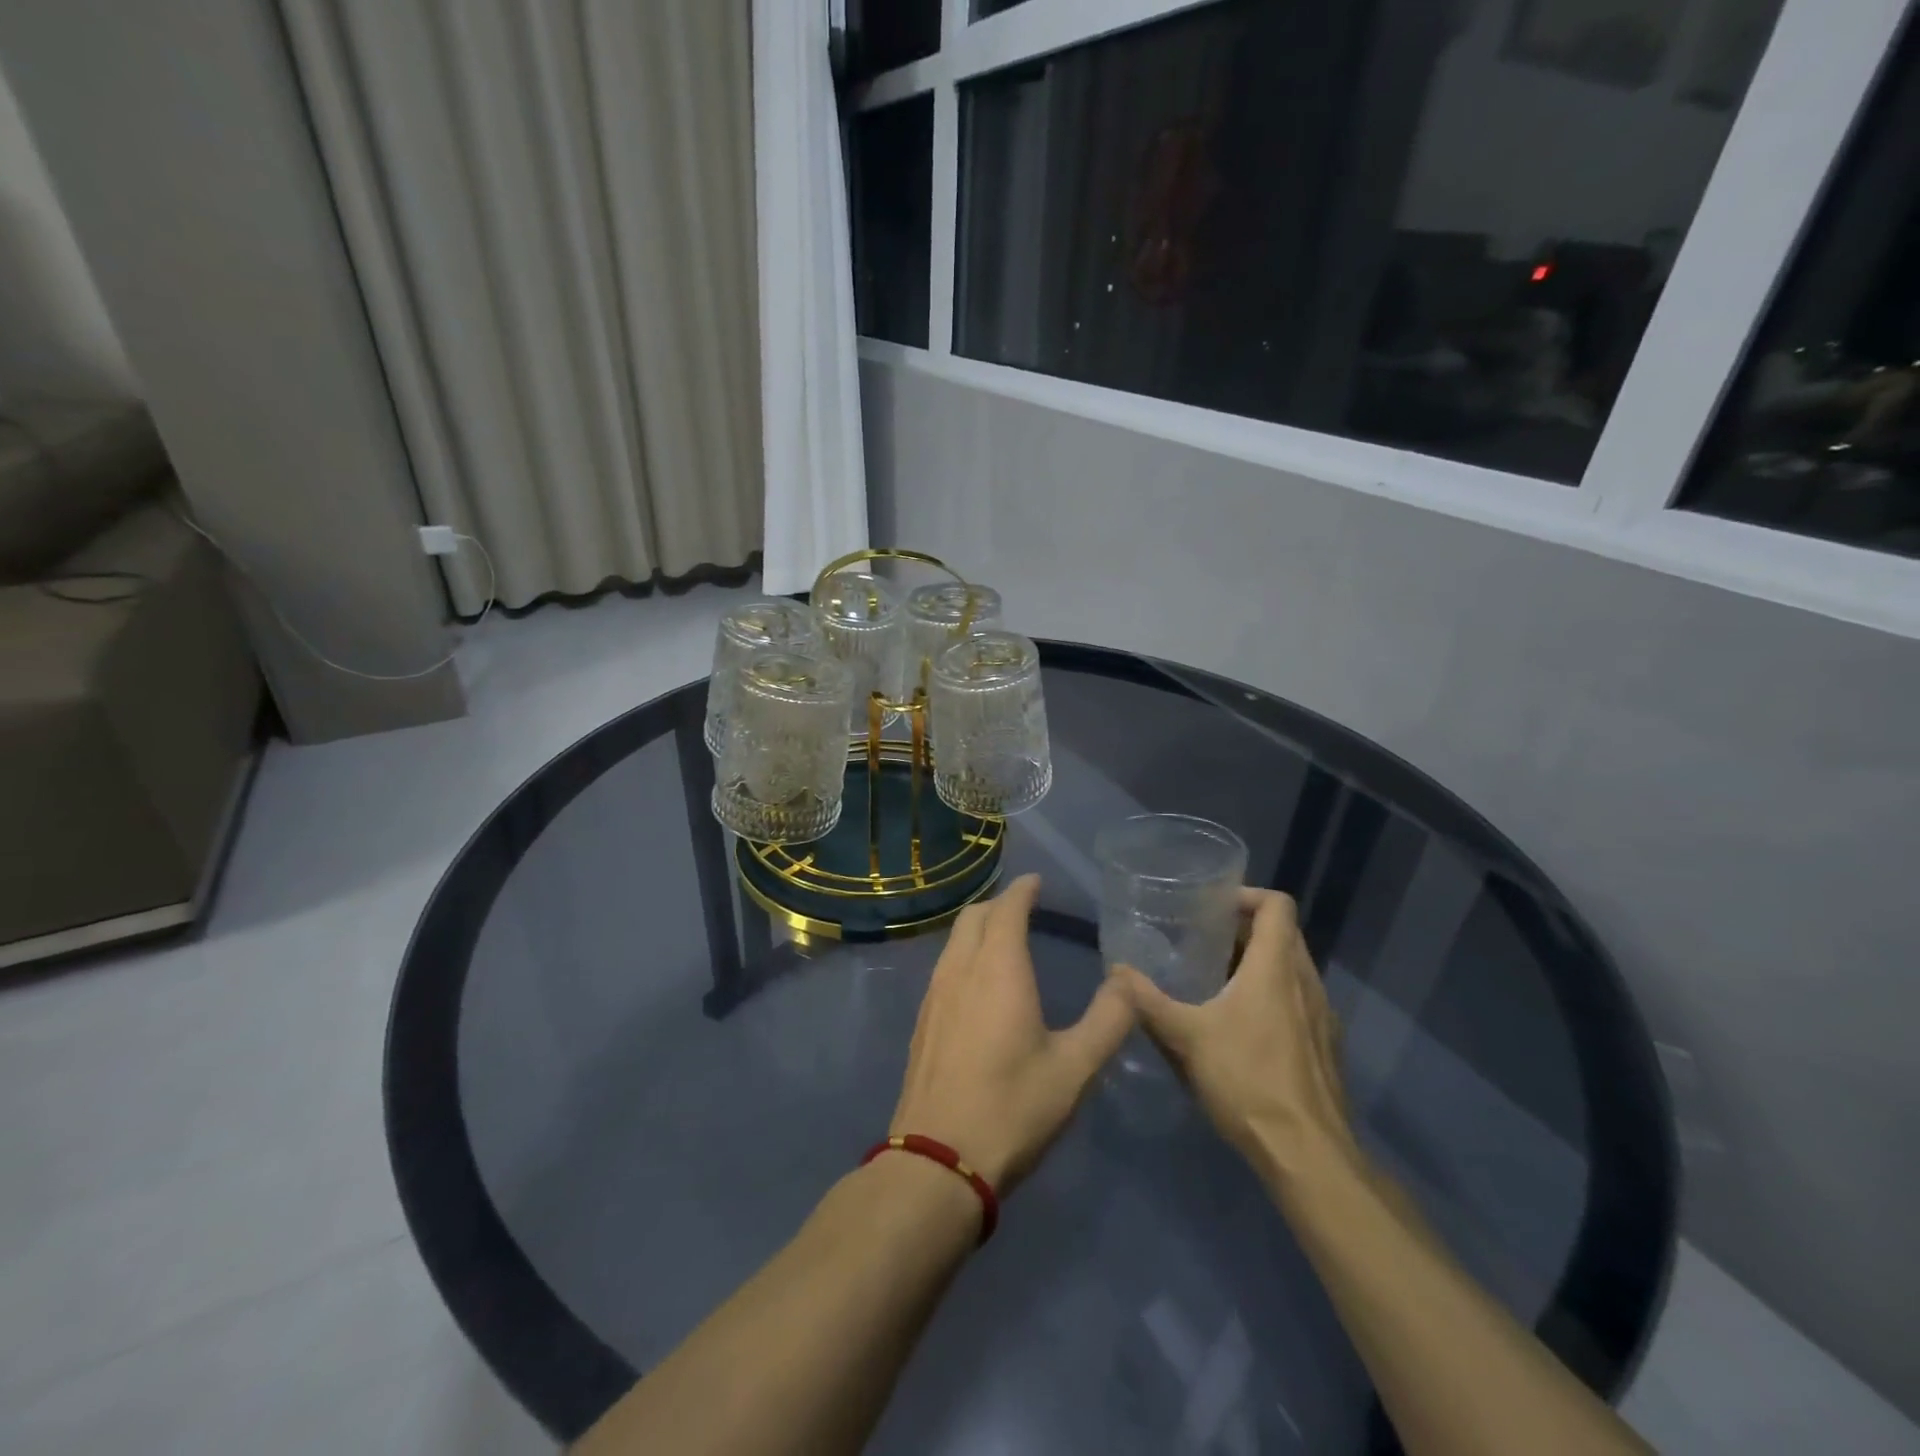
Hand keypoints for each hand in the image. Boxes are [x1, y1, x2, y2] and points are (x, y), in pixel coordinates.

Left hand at [891, 875, 1134, 1193]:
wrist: (938, 1160)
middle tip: (1023, 906)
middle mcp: (960, 970)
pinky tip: (977, 982)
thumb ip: (1109, 1020)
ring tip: (1002, 937)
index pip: (1007, 909)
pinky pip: (944, 967)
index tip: (1036, 881)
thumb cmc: (1013, 1108)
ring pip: (954, 941)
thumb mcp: (1076, 1068)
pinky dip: (963, 954)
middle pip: (974, 917)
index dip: (1022, 890)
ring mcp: (934, 995)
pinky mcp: (922, 1022)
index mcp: (998, 969)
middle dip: (998, 903)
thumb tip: (1128, 981)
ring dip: (978, 928)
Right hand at [1110, 888, 1356, 1186]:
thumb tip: (1116, 971)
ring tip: (1217, 978)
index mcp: (1276, 968)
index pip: (1277, 905)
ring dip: (1260, 963)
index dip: (1247, 894)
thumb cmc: (1247, 1080)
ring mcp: (1323, 1016)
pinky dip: (1273, 995)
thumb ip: (1148, 1001)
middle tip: (1204, 938)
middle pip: (1284, 934)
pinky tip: (1242, 1024)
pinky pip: (1300, 1000)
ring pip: (1293, 969)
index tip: (1214, 904)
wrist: (1307, 1154)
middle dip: (1246, 929)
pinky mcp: (1326, 1046)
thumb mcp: (1186, 1038)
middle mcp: (1306, 982)